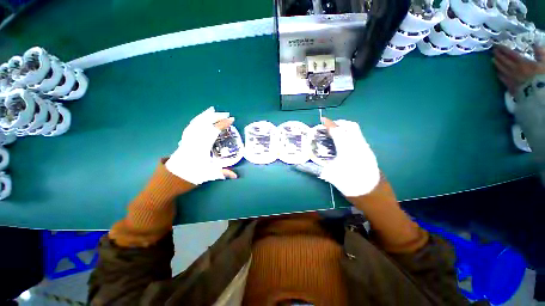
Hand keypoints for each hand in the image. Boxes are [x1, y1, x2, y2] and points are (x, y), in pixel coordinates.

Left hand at [165, 107, 237, 184]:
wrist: (170, 179)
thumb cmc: (190, 176)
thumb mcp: (208, 175)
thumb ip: (222, 173)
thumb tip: (235, 176)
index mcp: (201, 146)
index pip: (213, 131)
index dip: (223, 124)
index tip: (231, 120)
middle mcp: (194, 139)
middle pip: (204, 123)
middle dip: (216, 117)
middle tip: (226, 114)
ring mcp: (188, 138)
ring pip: (196, 122)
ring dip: (205, 115)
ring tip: (212, 110)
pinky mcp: (184, 140)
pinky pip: (191, 126)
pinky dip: (197, 120)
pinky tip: (200, 118)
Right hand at [319, 118, 379, 196]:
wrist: (373, 195)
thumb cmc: (350, 184)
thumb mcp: (330, 176)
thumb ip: (314, 168)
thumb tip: (299, 166)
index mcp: (347, 149)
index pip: (337, 131)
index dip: (329, 124)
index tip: (323, 119)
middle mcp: (358, 145)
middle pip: (350, 126)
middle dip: (339, 122)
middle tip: (329, 126)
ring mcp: (365, 147)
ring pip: (356, 130)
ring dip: (345, 127)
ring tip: (335, 132)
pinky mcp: (369, 152)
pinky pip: (359, 136)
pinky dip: (350, 133)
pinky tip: (343, 142)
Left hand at [493, 45, 544, 94]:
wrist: (540, 95)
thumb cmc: (543, 78)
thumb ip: (541, 54)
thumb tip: (536, 45)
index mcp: (522, 63)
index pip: (510, 54)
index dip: (503, 49)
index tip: (497, 45)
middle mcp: (514, 70)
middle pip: (504, 61)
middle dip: (498, 55)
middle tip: (493, 51)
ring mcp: (511, 79)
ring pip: (501, 70)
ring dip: (497, 64)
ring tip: (493, 60)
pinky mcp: (511, 87)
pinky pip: (503, 80)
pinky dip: (499, 74)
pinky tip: (498, 73)